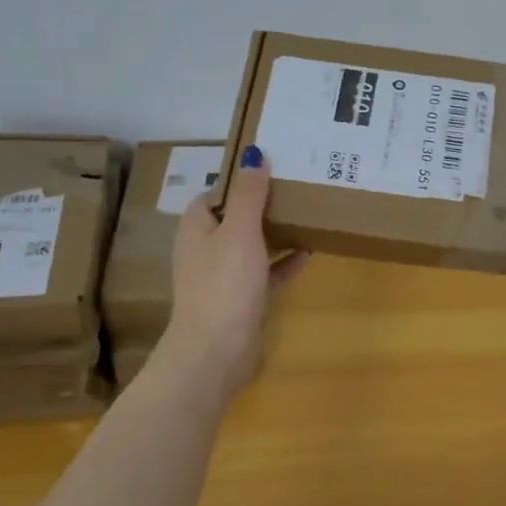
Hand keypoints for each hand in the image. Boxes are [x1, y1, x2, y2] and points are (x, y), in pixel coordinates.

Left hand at [162, 145, 306, 400]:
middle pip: (235, 217)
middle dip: (263, 203)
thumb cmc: (225, 283)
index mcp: (197, 227)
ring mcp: (222, 276)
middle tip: (296, 186)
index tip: (272, 166)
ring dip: (275, 231)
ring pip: (251, 244)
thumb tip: (253, 154)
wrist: (216, 350)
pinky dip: (282, 262)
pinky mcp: (240, 300)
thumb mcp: (240, 230)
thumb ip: (249, 193)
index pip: (216, 192)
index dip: (240, 179)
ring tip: (306, 213)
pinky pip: (264, 272)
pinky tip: (308, 252)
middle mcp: (206, 248)